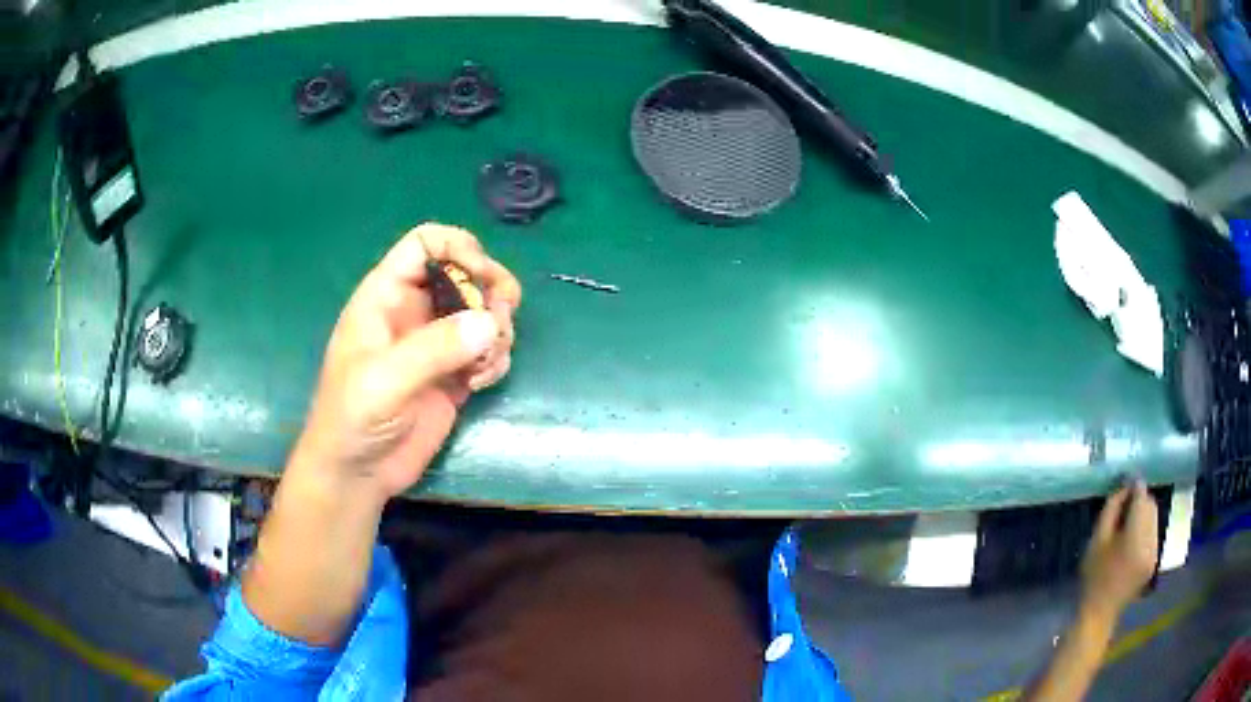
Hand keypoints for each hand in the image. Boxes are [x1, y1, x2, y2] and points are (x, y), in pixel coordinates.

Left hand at [290, 223, 521, 500]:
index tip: (482, 279)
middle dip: (491, 291)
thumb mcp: (385, 379)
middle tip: (502, 319)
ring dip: (497, 331)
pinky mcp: (453, 375)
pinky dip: (495, 360)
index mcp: (386, 296)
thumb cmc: (352, 418)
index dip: (458, 248)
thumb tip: (490, 322)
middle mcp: (415, 312)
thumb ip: (434, 348)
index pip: (425, 244)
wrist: (357, 473)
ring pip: (483, 312)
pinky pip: (487, 351)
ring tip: (485, 365)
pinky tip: (480, 384)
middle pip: (465, 273)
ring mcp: (436, 344)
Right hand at [1079, 480, 1158, 623]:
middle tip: (1124, 504)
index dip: (1135, 486)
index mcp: (1135, 538)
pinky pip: (1153, 532)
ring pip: (1154, 518)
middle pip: (1151, 506)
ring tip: (1127, 522)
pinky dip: (1145, 528)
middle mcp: (1150, 542)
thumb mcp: (1096, 540)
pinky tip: (1132, 538)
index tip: (1126, 481)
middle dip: (1140, 500)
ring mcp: (1154, 552)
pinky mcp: (1155, 560)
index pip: (1142, 498)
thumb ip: (1111, 509)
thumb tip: (1125, 486)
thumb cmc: (1094, 577)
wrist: (1099, 613)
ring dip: (1143, 514)